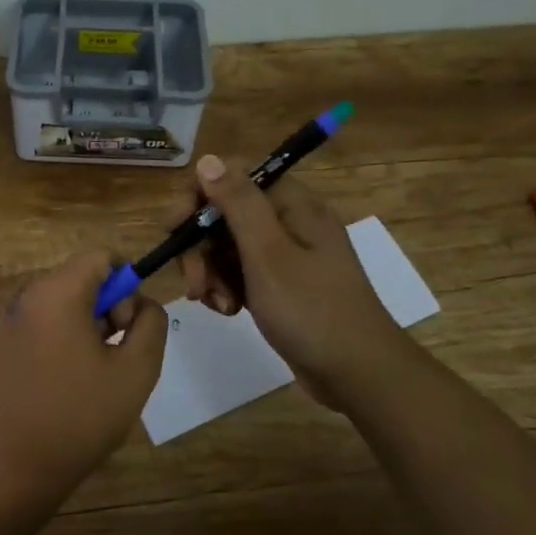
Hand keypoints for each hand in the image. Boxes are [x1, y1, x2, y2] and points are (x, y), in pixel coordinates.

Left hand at [0, 251, 167, 502]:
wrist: (18, 466)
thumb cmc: (82, 415)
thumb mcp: (137, 368)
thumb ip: (151, 322)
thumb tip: (142, 304)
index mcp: (57, 292)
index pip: (101, 258)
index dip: (126, 284)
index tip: (128, 326)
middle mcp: (28, 295)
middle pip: (82, 277)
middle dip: (108, 306)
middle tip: (116, 354)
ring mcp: (11, 319)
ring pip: (65, 300)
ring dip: (88, 324)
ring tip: (94, 372)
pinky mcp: (4, 342)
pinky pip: (45, 320)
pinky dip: (65, 336)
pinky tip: (69, 380)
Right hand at [177, 154, 415, 410]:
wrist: (359, 375)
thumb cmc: (312, 310)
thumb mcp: (268, 254)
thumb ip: (237, 203)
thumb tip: (209, 159)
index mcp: (291, 204)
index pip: (231, 177)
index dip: (198, 197)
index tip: (176, 230)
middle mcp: (288, 220)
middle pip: (224, 213)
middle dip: (200, 246)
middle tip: (195, 283)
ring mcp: (286, 253)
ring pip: (227, 245)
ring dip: (211, 272)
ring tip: (217, 304)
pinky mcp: (282, 283)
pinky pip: (240, 272)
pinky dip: (227, 288)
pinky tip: (229, 311)